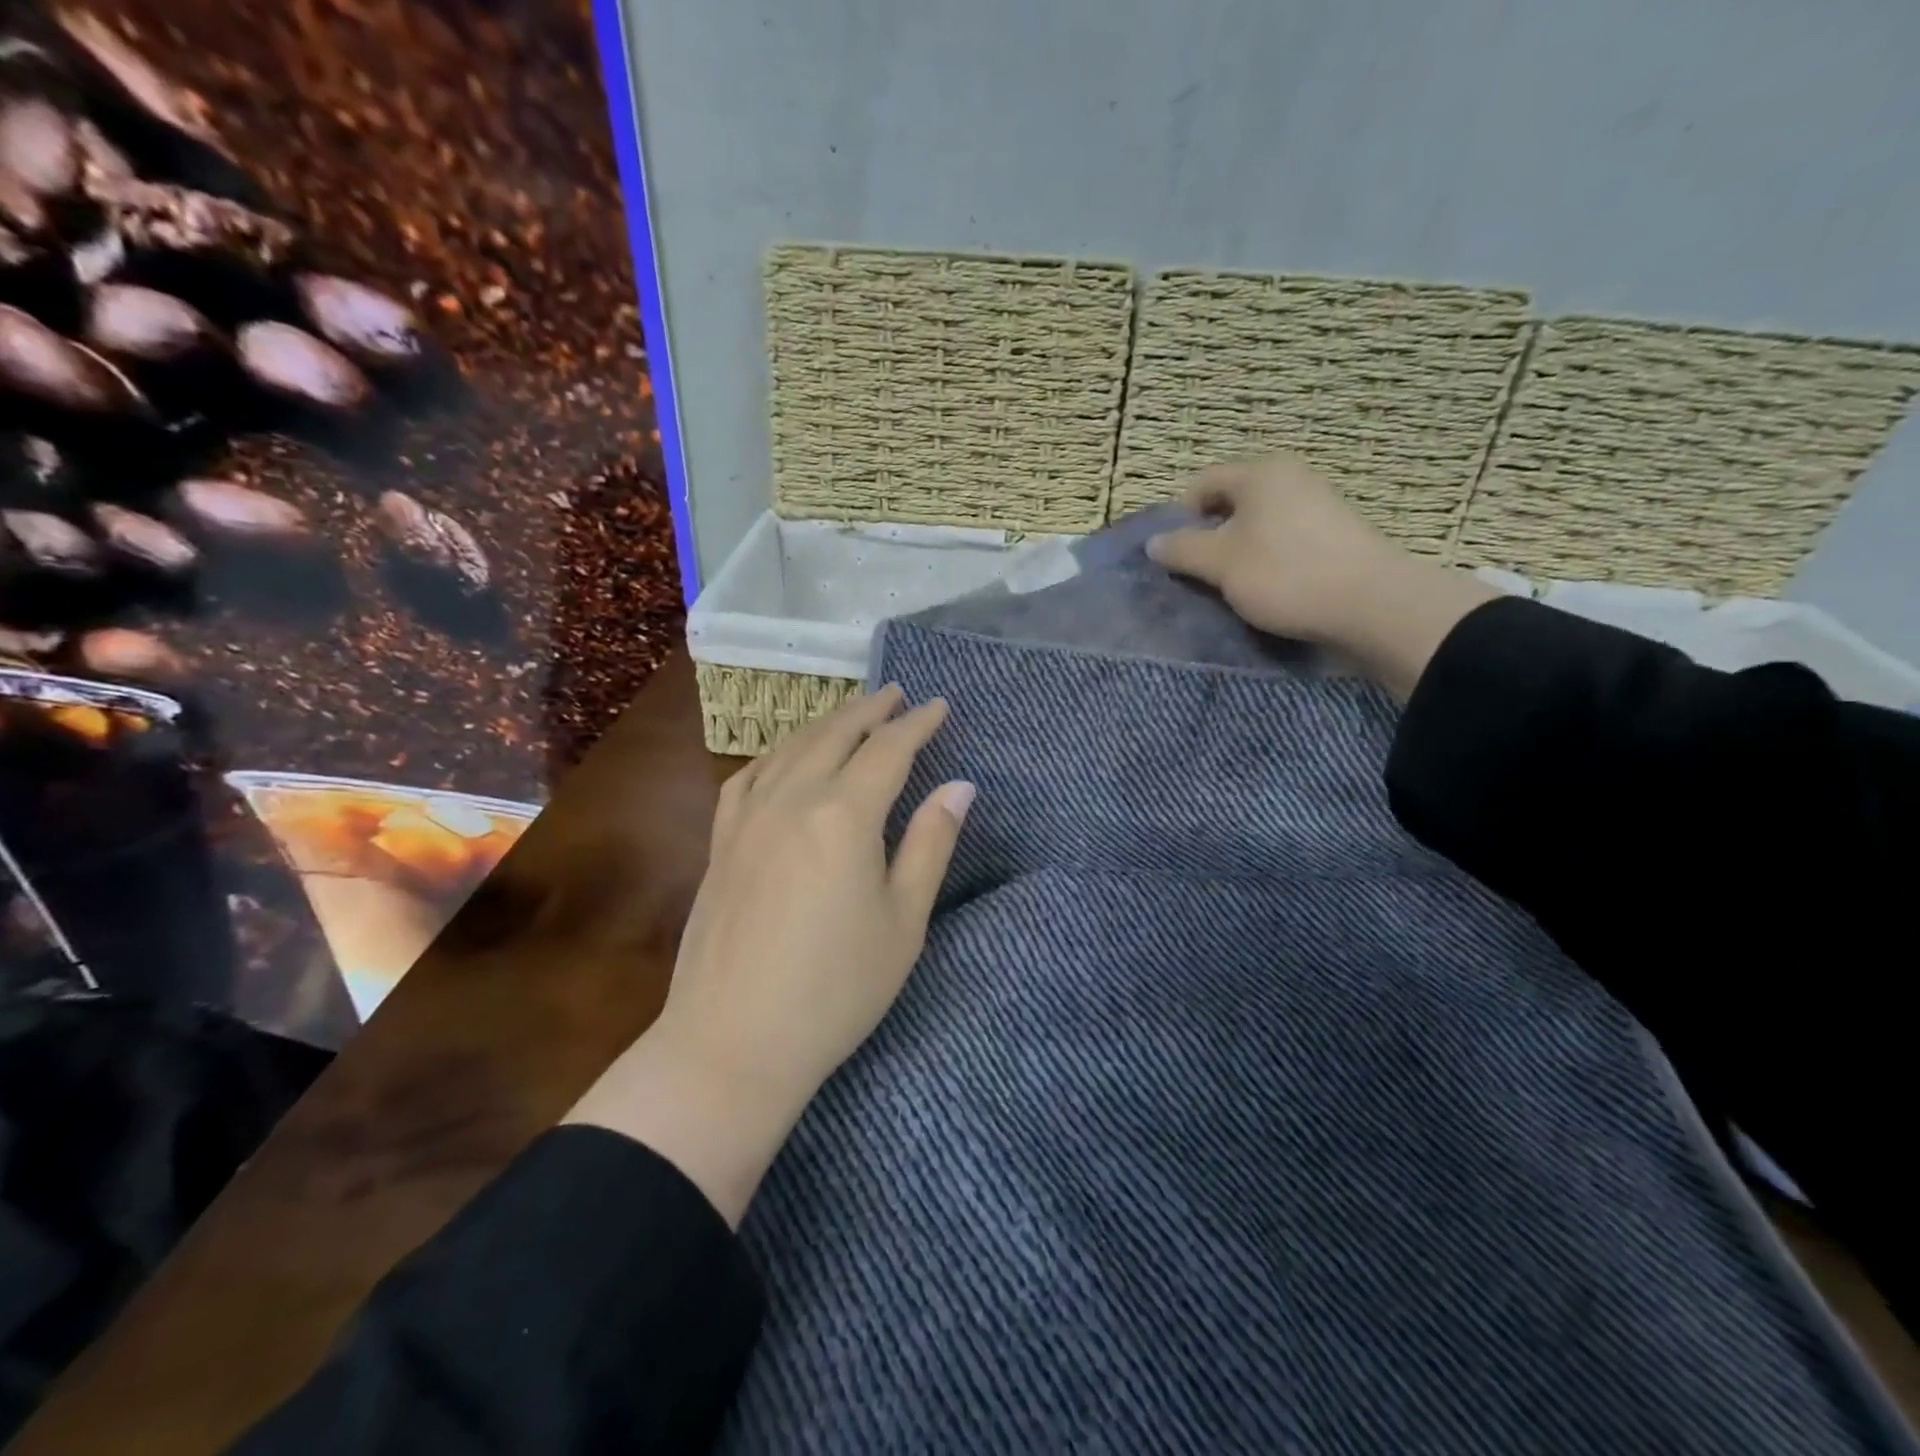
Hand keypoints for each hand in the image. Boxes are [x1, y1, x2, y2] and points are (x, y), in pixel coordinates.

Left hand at [566, 686, 974, 1223]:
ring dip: (825, 724)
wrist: (732, 1042)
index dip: (918, 724)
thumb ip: (931, 844)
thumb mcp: (903, 921)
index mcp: (844, 816)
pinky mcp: (721, 842)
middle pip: (836, 735)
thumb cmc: (835, 990)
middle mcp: (792, 800)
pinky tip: (784, 758)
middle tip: (895, 693)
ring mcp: (748, 818)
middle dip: (870, 709)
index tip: (939, 705)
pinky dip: (776, 755)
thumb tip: (960, 786)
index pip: (889, 750)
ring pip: (791, 749)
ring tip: (850, 714)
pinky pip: (748, 776)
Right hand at [1146, 454, 1499, 700]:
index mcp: (1260, 473)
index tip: (1175, 555)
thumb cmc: (1284, 573)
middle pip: (1231, 504)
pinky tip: (1267, 591)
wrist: (1370, 604)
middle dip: (1209, 538)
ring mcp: (1317, 506)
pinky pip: (1283, 542)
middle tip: (1200, 575)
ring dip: (1237, 554)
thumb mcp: (1219, 563)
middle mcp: (1291, 479)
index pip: (1203, 483)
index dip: (1180, 517)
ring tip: (1232, 588)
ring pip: (1258, 526)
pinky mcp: (1334, 536)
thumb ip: (1182, 550)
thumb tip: (1154, 543)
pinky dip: (1267, 562)